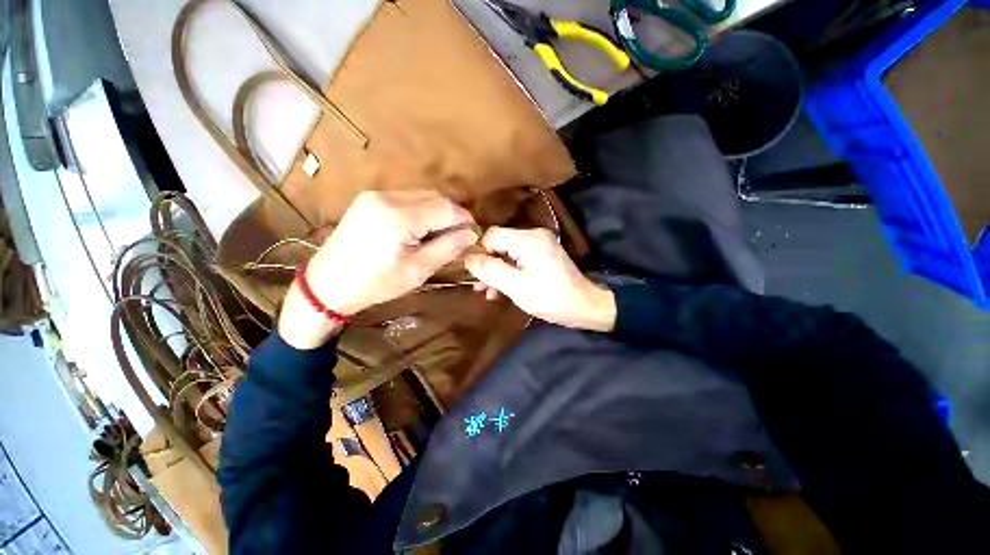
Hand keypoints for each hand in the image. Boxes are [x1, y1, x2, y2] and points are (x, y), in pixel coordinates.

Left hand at [278, 190, 476, 348]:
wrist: (328, 285)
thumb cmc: (376, 284)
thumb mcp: (417, 270)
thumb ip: (447, 248)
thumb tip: (471, 234)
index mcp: (399, 217)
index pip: (446, 208)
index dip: (465, 220)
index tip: (473, 235)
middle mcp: (387, 197)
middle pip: (435, 197)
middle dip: (452, 216)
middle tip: (457, 238)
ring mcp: (375, 195)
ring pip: (422, 196)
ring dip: (437, 212)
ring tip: (439, 236)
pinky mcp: (369, 199)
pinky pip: (407, 199)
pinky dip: (421, 211)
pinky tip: (420, 229)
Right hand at [464, 227, 615, 331]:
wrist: (584, 306)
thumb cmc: (550, 297)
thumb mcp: (516, 286)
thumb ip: (490, 270)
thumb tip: (467, 258)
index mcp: (528, 239)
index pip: (492, 235)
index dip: (479, 253)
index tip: (474, 274)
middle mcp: (534, 235)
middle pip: (499, 243)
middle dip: (487, 265)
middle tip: (479, 286)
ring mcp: (540, 244)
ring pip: (507, 252)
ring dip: (497, 271)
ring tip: (488, 292)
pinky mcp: (543, 254)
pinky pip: (518, 258)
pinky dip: (509, 271)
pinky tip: (501, 289)